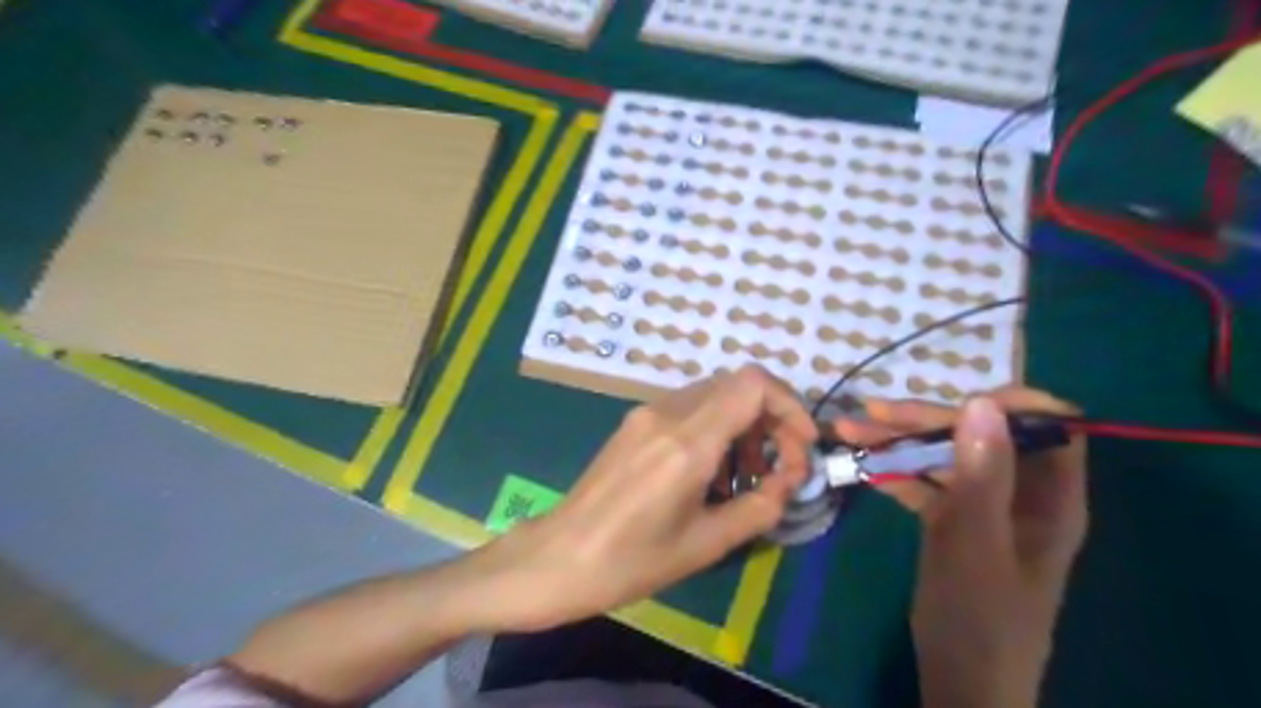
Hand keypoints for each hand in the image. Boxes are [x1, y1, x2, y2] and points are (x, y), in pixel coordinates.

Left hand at [483, 364, 819, 629]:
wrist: (559, 557)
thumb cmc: (631, 561)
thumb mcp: (706, 543)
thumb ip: (759, 507)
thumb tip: (788, 483)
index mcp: (687, 441)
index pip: (753, 384)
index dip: (790, 405)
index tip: (801, 446)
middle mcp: (667, 412)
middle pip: (738, 384)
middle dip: (771, 419)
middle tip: (778, 468)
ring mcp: (646, 412)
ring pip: (715, 394)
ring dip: (744, 424)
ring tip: (746, 477)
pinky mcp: (635, 422)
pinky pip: (689, 408)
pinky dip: (716, 428)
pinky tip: (711, 472)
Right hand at [836, 389, 1090, 707]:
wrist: (961, 680)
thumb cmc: (980, 618)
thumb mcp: (977, 543)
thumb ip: (982, 475)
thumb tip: (981, 402)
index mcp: (1049, 497)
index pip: (1049, 426)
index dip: (1010, 404)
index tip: (956, 400)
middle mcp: (1019, 493)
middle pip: (979, 435)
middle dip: (925, 420)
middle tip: (871, 413)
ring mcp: (982, 506)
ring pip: (944, 455)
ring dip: (898, 441)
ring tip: (849, 430)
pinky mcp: (952, 520)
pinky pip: (925, 482)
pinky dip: (893, 471)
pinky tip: (861, 465)